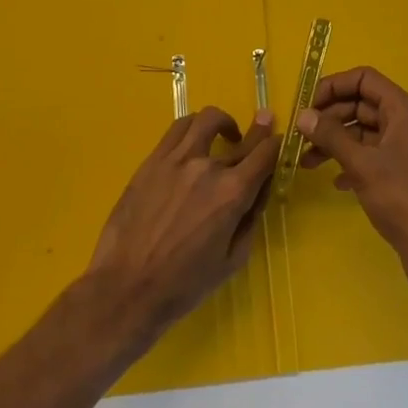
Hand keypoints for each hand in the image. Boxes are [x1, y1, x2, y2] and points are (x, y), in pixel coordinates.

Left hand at [85, 105, 277, 341]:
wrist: (127, 287)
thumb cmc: (184, 284)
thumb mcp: (232, 260)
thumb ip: (250, 220)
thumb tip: (258, 191)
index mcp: (232, 194)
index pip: (265, 154)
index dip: (277, 144)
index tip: (279, 141)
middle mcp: (208, 168)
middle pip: (241, 137)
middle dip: (259, 129)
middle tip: (265, 121)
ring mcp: (177, 159)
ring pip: (206, 120)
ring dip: (223, 122)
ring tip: (223, 134)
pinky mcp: (153, 160)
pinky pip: (177, 129)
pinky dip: (193, 127)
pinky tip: (193, 141)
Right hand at [297, 67, 407, 302]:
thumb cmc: (403, 198)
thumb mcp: (362, 164)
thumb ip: (331, 136)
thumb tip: (303, 115)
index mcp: (402, 109)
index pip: (364, 79)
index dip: (334, 85)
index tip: (307, 104)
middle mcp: (405, 122)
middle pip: (361, 104)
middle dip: (329, 117)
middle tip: (300, 136)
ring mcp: (403, 148)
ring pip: (362, 132)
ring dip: (334, 142)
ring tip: (306, 162)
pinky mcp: (400, 173)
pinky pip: (369, 155)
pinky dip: (349, 162)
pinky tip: (334, 182)